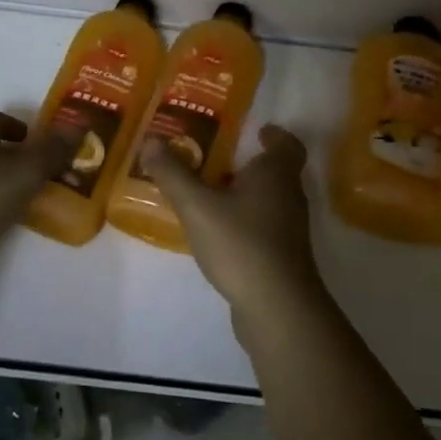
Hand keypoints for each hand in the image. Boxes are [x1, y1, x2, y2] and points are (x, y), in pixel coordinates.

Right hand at [142, 126, 325, 318]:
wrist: (278, 309)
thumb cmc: (241, 244)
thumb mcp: (198, 206)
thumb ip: (174, 174)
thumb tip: (151, 140)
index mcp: (276, 174)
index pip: (287, 144)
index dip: (274, 135)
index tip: (257, 131)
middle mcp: (289, 196)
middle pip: (276, 171)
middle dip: (249, 163)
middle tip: (216, 157)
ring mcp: (289, 229)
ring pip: (269, 200)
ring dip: (245, 193)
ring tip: (210, 192)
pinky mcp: (283, 257)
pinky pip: (263, 226)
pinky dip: (244, 220)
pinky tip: (218, 231)